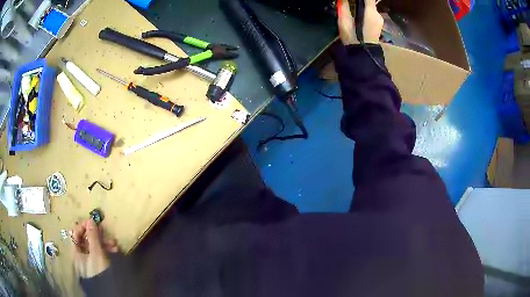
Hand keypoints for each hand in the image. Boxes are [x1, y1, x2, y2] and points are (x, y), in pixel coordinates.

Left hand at [72, 219, 118, 277]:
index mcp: (76, 251)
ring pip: (94, 248)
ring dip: (104, 243)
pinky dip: (106, 251)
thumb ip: (93, 236)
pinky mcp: (97, 267)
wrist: (108, 292)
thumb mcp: (96, 253)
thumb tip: (91, 220)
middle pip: (86, 240)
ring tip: (115, 245)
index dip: (83, 226)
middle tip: (106, 233)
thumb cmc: (98, 270)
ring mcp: (89, 262)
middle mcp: (81, 256)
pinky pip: (100, 255)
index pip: (75, 233)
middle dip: (97, 235)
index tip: (94, 222)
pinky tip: (115, 251)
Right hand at [337, 0, 383, 44]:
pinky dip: (365, 12)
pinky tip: (358, 16)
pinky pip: (372, 15)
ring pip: (371, 9)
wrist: (362, 54)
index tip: (353, 1)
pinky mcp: (378, 27)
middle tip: (350, 3)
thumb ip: (344, 6)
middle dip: (360, 2)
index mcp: (371, 11)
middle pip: (369, 3)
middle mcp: (377, 14)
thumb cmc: (352, 36)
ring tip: (352, 8)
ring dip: (362, 7)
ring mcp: (379, 21)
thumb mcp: (344, 19)